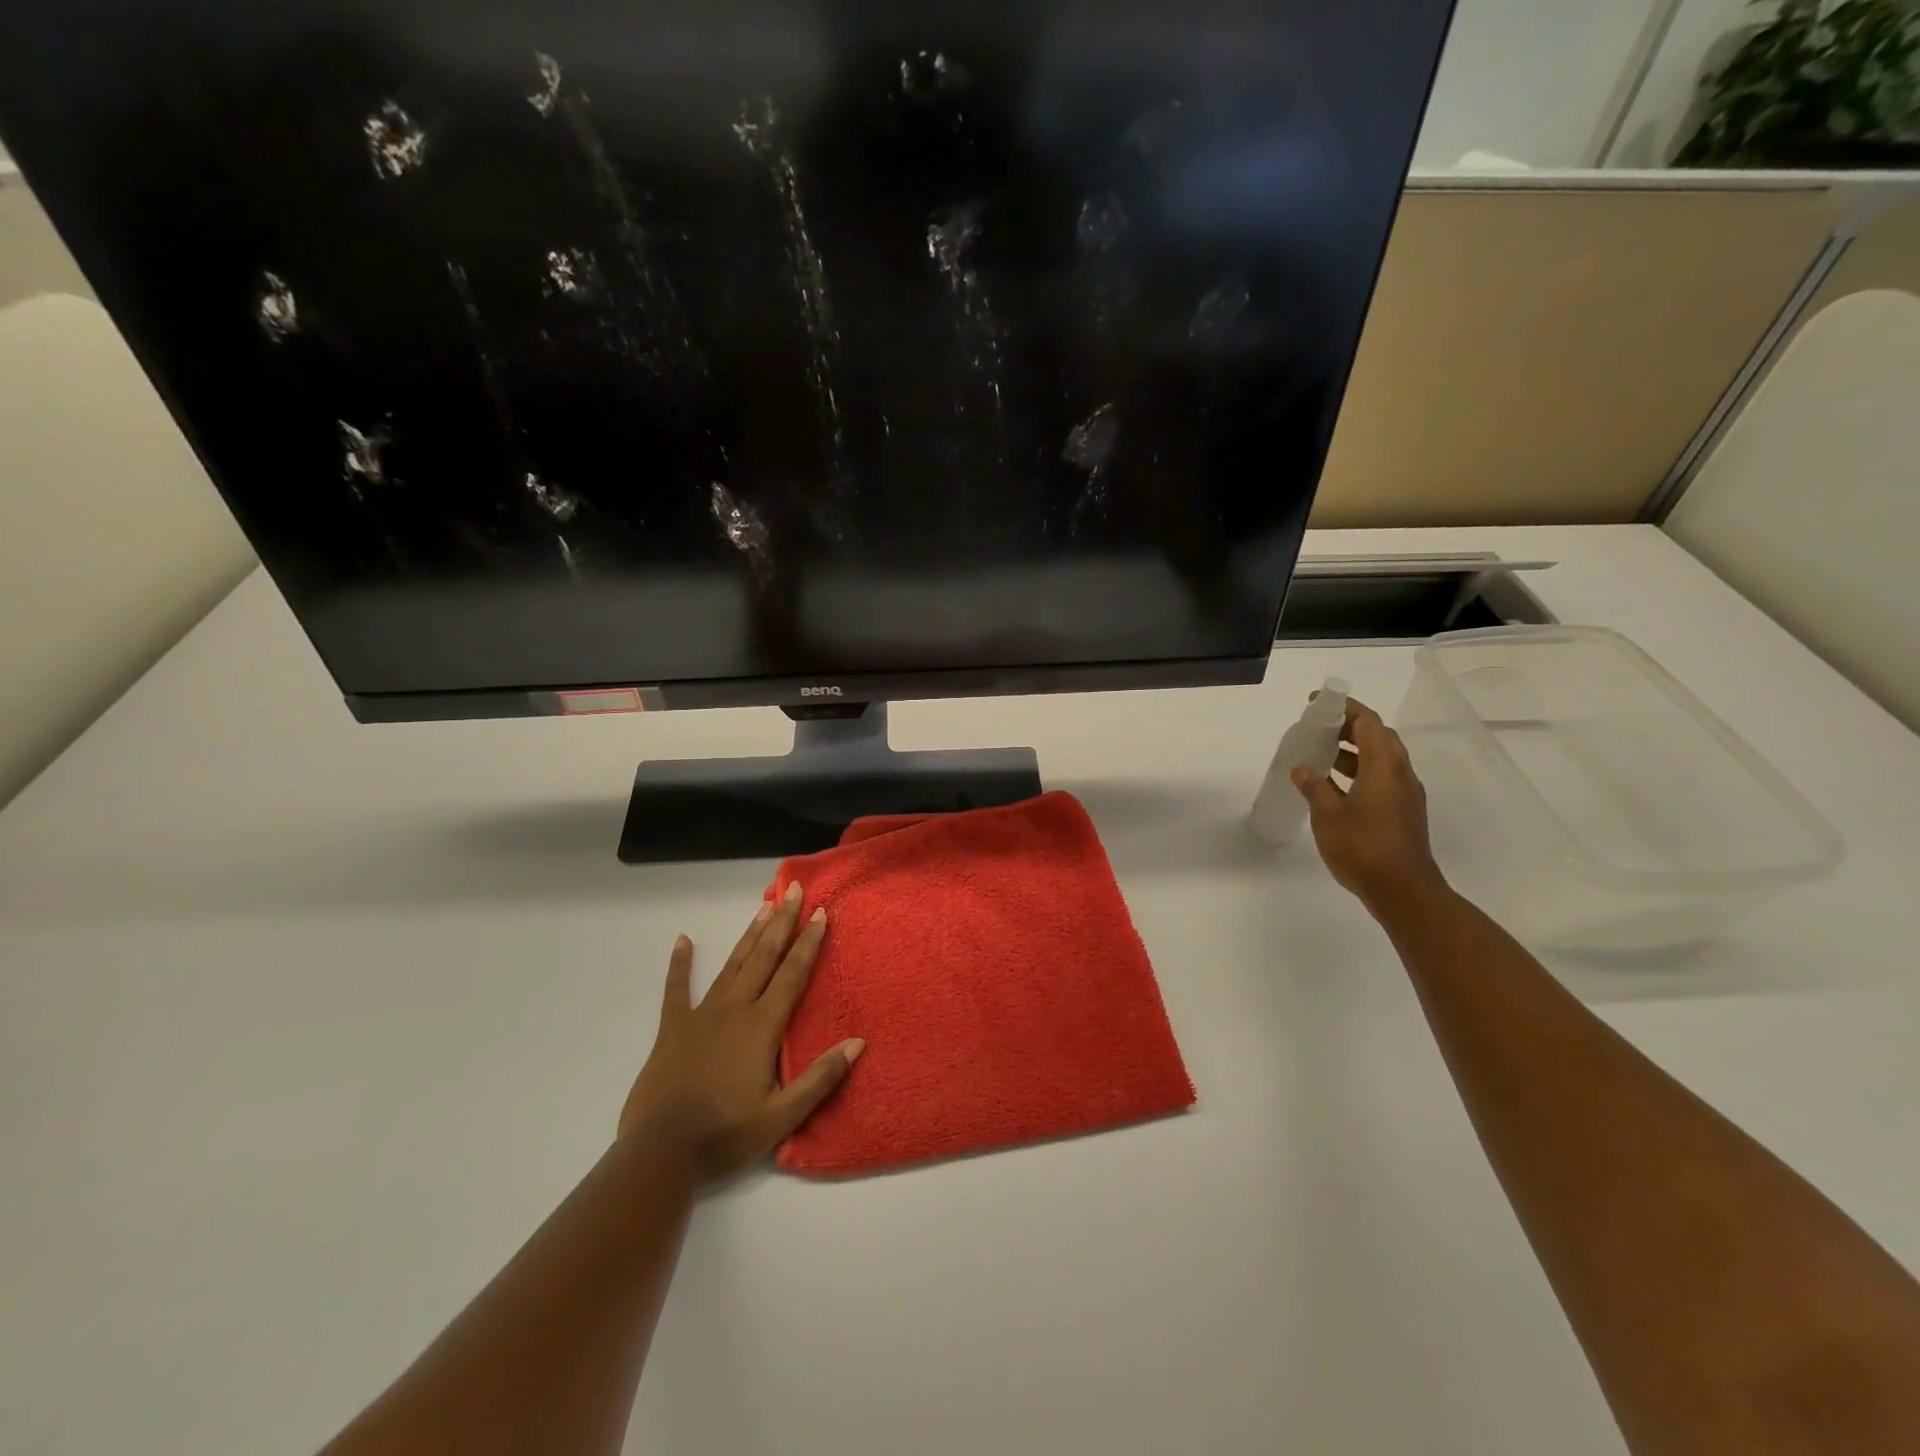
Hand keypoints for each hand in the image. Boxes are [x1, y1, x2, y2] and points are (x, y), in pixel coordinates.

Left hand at [618, 883, 864, 1184]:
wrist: (661, 1154)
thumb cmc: (726, 1135)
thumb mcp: (782, 1116)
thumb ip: (821, 1077)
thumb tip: (858, 1042)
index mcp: (762, 1026)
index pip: (793, 974)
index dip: (808, 942)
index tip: (820, 913)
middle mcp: (735, 1009)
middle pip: (764, 957)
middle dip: (781, 922)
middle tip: (792, 890)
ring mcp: (701, 1015)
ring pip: (732, 964)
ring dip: (750, 935)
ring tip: (763, 905)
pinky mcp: (673, 1028)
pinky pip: (676, 989)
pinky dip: (680, 964)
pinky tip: (683, 941)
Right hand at [1291, 695, 1448, 913]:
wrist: (1403, 890)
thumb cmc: (1362, 846)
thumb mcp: (1327, 814)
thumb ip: (1314, 787)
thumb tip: (1303, 770)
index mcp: (1384, 766)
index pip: (1368, 722)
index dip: (1344, 708)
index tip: (1317, 704)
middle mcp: (1400, 774)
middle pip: (1378, 737)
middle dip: (1348, 728)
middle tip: (1317, 728)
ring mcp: (1406, 794)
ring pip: (1381, 759)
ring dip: (1353, 751)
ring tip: (1321, 755)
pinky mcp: (1403, 813)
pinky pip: (1381, 779)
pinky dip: (1359, 772)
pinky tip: (1335, 787)